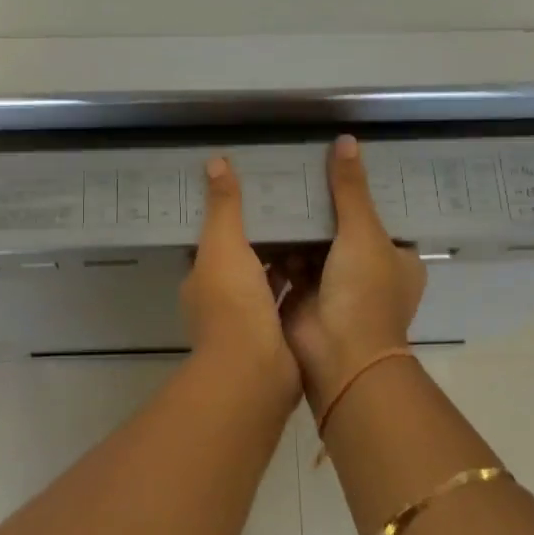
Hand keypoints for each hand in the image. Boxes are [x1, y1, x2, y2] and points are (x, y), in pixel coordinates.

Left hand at [181, 158, 300, 405]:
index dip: (234, 217)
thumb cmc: (233, 304)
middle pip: (245, 259)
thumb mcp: (225, 245)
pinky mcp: (277, 338)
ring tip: (317, 228)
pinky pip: (291, 301)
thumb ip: (224, 205)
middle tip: (295, 206)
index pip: (216, 239)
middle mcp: (222, 300)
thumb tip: (215, 161)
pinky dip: (305, 286)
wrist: (255, 373)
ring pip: (269, 282)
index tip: (259, 192)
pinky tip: (329, 265)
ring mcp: (249, 323)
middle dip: (266, 237)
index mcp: (204, 277)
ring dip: (287, 261)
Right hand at [281, 136, 426, 412]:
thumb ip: (350, 188)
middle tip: (298, 167)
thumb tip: (346, 140)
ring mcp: (335, 285)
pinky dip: (278, 245)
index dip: (361, 190)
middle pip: (344, 227)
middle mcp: (369, 271)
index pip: (382, 215)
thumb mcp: (363, 232)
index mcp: (398, 258)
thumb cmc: (364, 292)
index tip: (338, 162)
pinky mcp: (304, 294)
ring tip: (275, 183)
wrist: (338, 357)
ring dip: (297, 224)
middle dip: (323, 205)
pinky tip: (260, 215)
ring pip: (314, 244)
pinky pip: (290, 261)